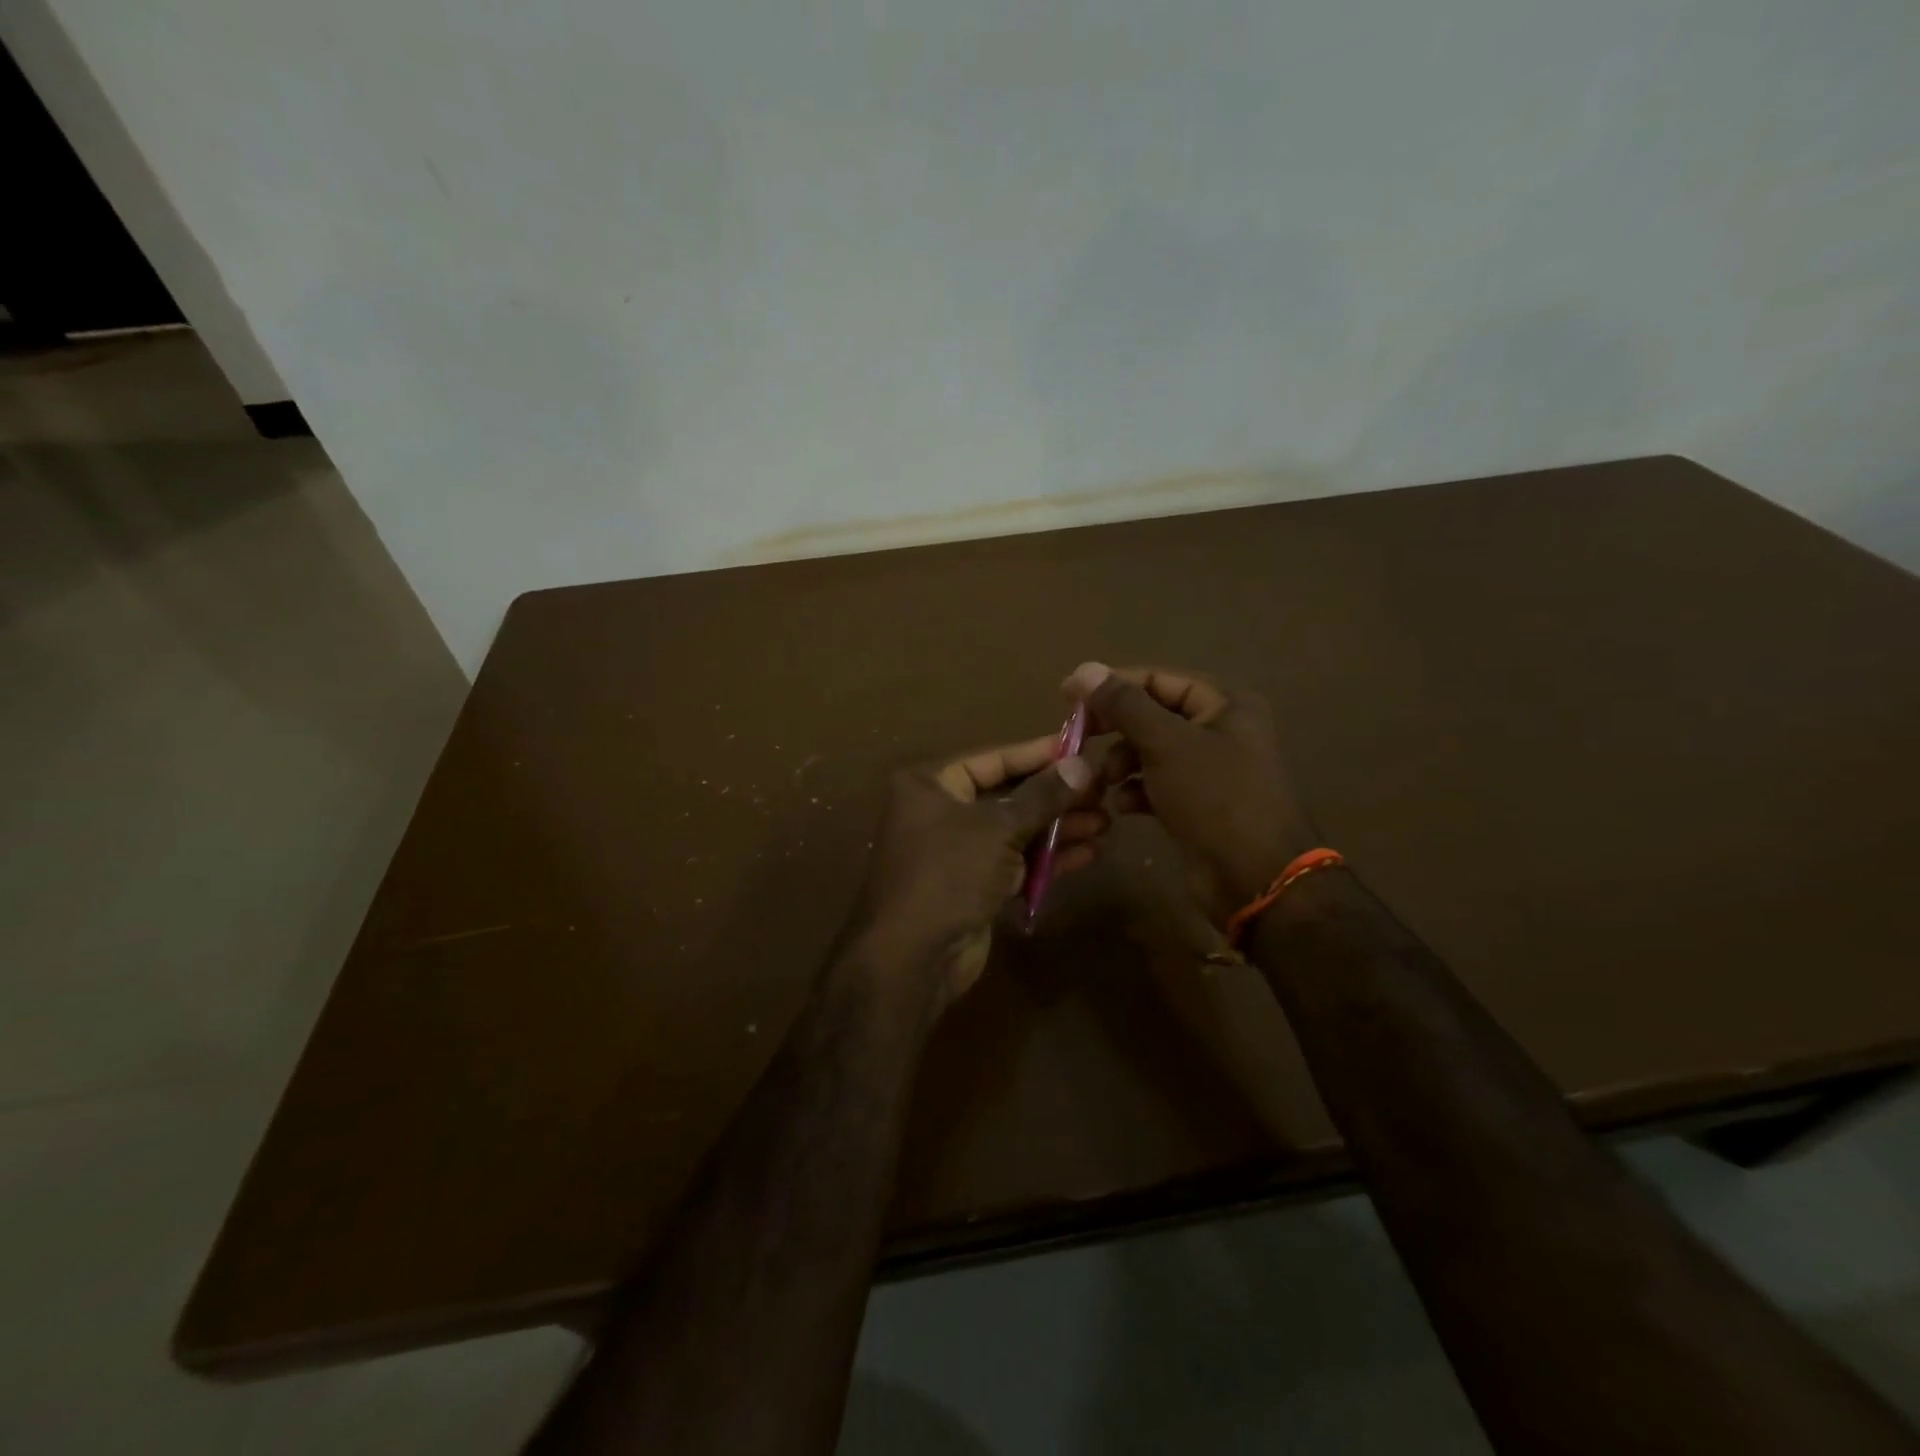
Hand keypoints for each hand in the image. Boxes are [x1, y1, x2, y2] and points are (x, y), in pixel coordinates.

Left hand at [852, 737, 1105, 1012]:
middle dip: (1055, 796)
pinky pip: (1015, 862)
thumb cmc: (948, 873)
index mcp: (930, 784)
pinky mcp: (973, 885)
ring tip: (1105, 822)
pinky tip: (1088, 852)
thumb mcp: (998, 828)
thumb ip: (1042, 796)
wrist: (913, 958)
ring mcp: (957, 851)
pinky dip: (1047, 858)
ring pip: (1015, 830)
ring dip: (1058, 827)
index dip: (1039, 753)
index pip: (993, 758)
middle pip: (1007, 794)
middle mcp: (940, 811)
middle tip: (1102, 790)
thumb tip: (1082, 764)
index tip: (1081, 747)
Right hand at [1063, 663, 1319, 904]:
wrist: (1257, 879)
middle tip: (1078, 740)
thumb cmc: (1215, 798)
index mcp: (1225, 704)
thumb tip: (1084, 670)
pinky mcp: (1198, 804)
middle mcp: (1220, 730)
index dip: (1111, 685)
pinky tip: (1123, 807)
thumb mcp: (1166, 744)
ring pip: (1150, 752)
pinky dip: (1136, 791)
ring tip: (1104, 781)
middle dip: (1116, 729)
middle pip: (1152, 715)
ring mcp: (1210, 770)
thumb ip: (1124, 705)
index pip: (1157, 679)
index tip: (1067, 697)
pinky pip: (1157, 784)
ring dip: (1121, 763)